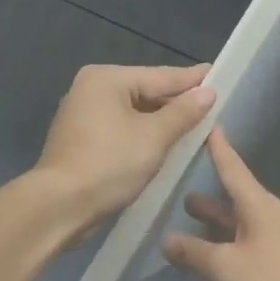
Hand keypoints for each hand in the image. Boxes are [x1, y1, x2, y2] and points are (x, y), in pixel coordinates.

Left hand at [34, 62, 215, 228]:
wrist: (60, 205)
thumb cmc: (110, 164)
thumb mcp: (154, 137)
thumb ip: (183, 113)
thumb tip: (208, 93)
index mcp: (107, 79)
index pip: (161, 76)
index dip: (192, 80)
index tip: (218, 75)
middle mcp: (91, 89)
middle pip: (146, 92)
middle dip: (177, 102)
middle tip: (212, 105)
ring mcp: (83, 115)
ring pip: (134, 112)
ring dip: (162, 121)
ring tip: (195, 125)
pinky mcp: (82, 140)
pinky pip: (122, 129)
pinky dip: (143, 134)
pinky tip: (165, 144)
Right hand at [161, 128, 279, 280]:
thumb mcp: (224, 268)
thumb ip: (193, 253)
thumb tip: (167, 240)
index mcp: (258, 207)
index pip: (232, 168)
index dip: (218, 148)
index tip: (210, 124)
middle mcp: (271, 218)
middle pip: (236, 200)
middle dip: (211, 197)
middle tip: (182, 191)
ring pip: (242, 227)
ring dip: (218, 226)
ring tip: (192, 224)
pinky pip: (250, 249)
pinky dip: (230, 249)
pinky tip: (216, 265)